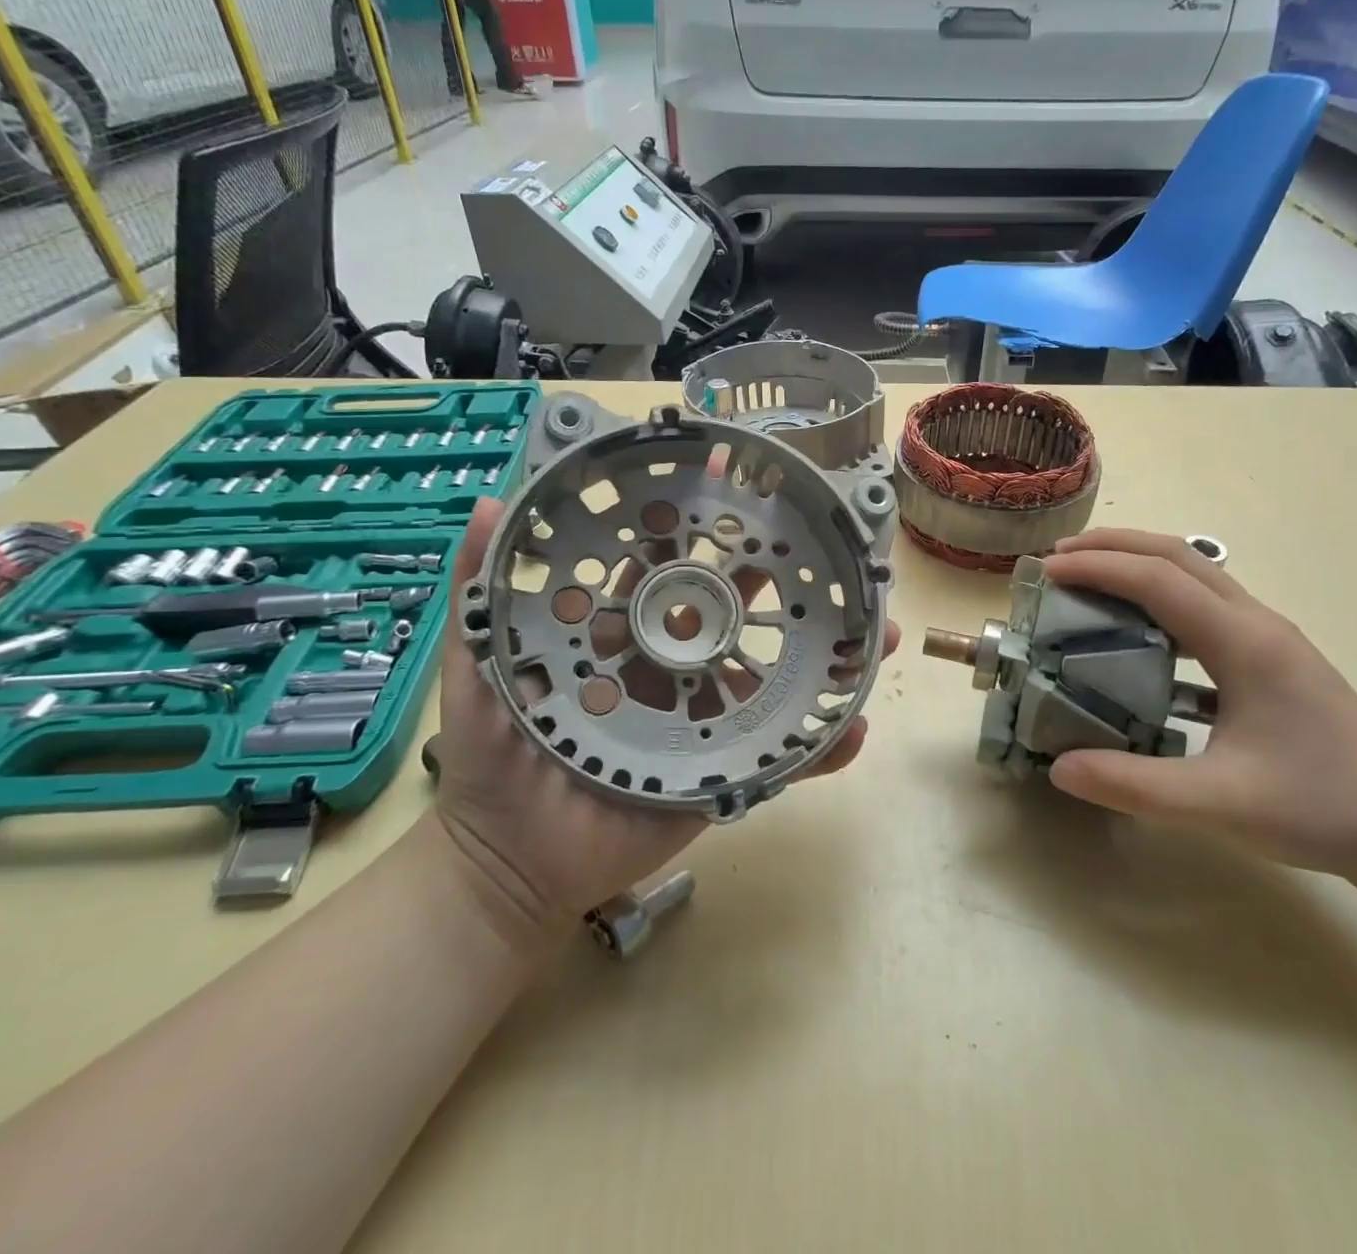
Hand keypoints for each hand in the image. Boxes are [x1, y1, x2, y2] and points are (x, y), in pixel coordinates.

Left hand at [430, 497, 897, 946]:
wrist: (512, 865)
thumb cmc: (497, 762)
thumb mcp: (481, 669)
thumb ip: (478, 593)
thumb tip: (487, 503)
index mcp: (624, 635)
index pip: (671, 571)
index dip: (704, 532)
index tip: (742, 491)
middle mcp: (673, 666)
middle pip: (738, 615)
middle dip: (785, 581)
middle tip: (831, 550)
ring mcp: (703, 718)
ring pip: (772, 679)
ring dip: (824, 657)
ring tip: (877, 633)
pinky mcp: (721, 770)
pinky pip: (779, 756)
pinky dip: (818, 746)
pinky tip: (854, 727)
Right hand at [1043, 529, 1356, 881]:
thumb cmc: (1322, 808)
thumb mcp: (1218, 804)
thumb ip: (1133, 785)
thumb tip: (1059, 767)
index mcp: (1244, 643)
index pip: (1158, 581)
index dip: (1098, 568)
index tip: (1047, 569)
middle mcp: (1257, 624)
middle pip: (1179, 556)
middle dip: (1115, 546)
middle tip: (1059, 556)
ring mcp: (1270, 639)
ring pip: (1197, 575)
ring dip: (1139, 565)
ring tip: (1089, 579)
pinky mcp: (1274, 659)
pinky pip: (1207, 606)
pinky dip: (1162, 598)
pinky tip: (1139, 634)